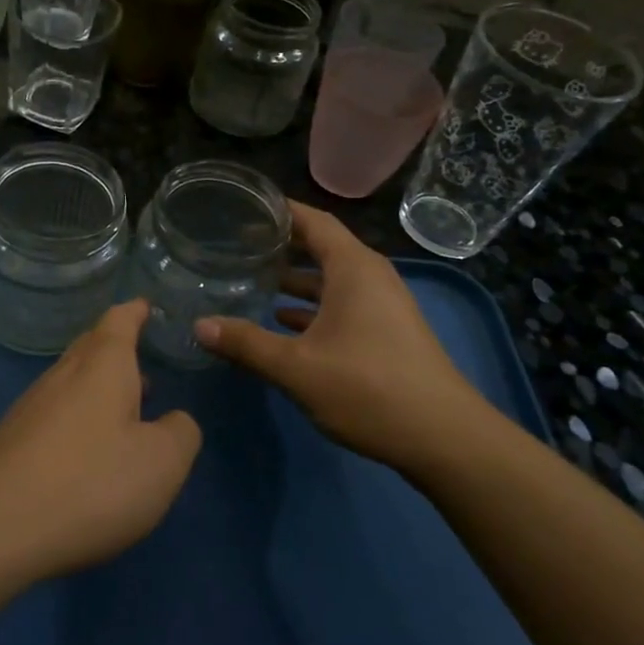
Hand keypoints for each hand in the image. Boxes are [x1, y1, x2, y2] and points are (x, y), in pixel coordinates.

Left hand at [0, 300, 201, 580]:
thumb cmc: (90, 483)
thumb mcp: (161, 463)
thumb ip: (180, 433)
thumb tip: (175, 420)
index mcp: (102, 367)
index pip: (119, 321)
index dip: (135, 312)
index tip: (145, 305)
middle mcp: (63, 375)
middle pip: (90, 347)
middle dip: (115, 347)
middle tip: (141, 358)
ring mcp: (31, 407)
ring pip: (71, 381)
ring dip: (98, 386)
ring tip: (126, 408)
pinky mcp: (11, 441)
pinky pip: (54, 413)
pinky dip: (78, 417)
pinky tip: (87, 449)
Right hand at [193, 203, 485, 470]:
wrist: (444, 438)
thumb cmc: (368, 389)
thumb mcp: (297, 367)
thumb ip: (246, 344)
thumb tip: (199, 325)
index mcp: (353, 268)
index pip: (313, 221)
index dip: (280, 210)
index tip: (244, 206)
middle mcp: (371, 277)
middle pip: (321, 247)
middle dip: (282, 245)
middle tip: (238, 244)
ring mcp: (382, 305)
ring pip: (331, 279)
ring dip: (295, 279)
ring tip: (253, 280)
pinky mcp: (386, 332)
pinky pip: (342, 304)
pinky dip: (312, 306)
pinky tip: (283, 322)